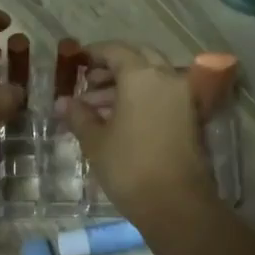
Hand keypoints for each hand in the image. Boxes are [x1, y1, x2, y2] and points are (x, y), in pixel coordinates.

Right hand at [63, 43, 215, 224]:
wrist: (176, 204)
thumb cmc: (129, 167)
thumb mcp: (95, 141)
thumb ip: (79, 115)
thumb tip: (63, 102)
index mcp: (142, 76)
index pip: (116, 50)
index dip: (94, 53)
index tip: (77, 61)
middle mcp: (167, 78)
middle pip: (139, 58)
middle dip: (113, 66)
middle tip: (89, 82)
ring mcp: (183, 98)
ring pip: (152, 78)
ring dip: (126, 85)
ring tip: (96, 107)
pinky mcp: (191, 118)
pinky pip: (163, 95)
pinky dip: (142, 98)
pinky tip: (120, 119)